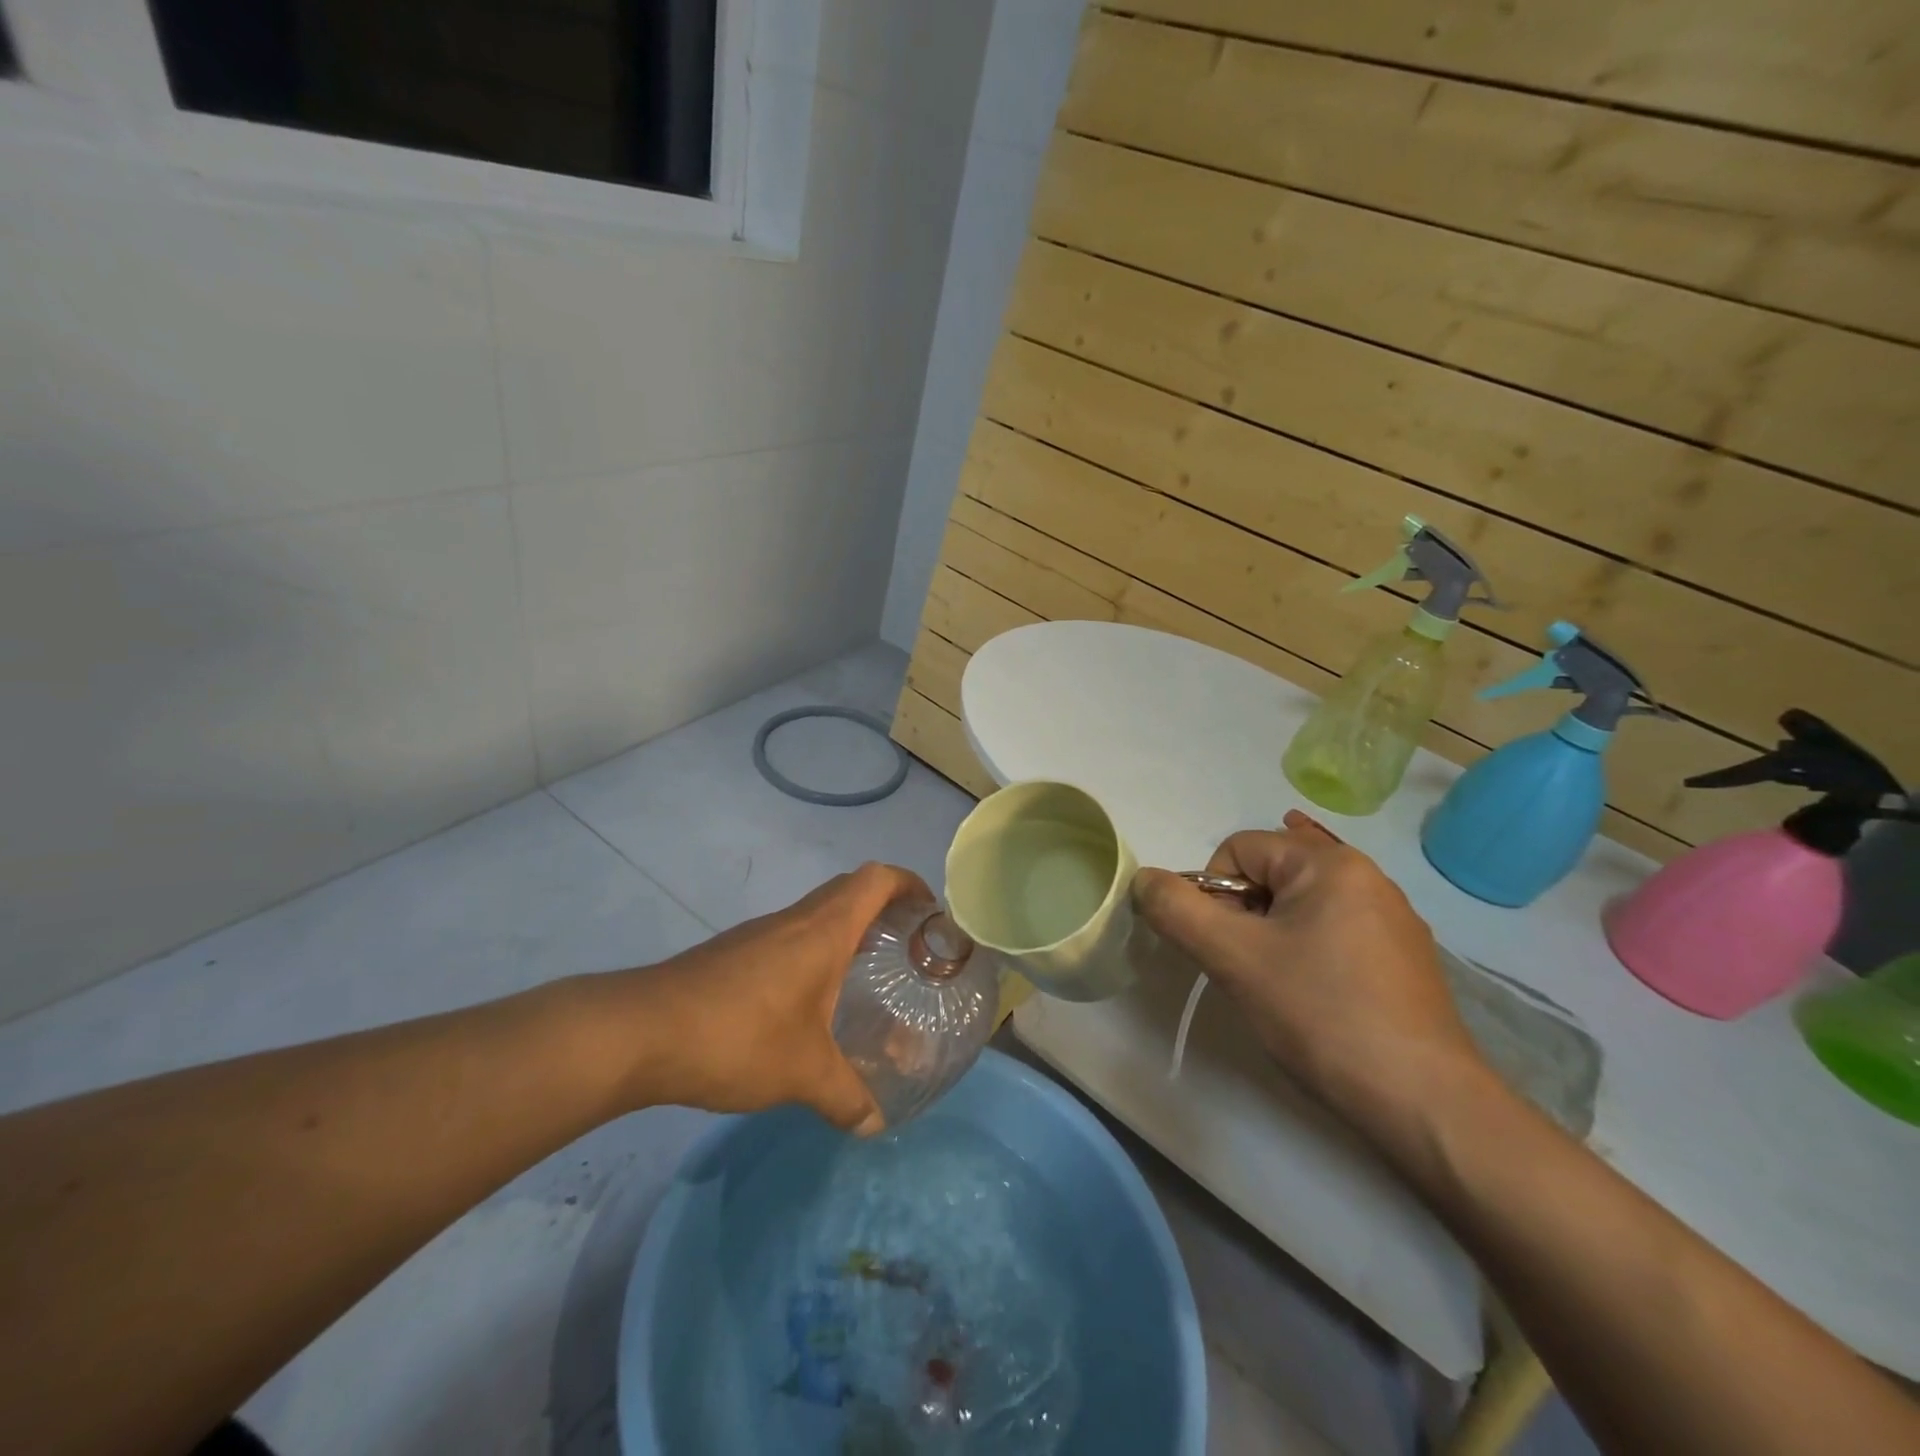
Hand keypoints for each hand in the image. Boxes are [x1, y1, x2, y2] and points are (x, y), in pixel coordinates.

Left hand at [620, 862, 928, 1135]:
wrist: (642, 1032)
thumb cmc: (739, 1036)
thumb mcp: (802, 1074)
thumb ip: (845, 1097)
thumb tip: (874, 1122)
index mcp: (824, 930)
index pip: (877, 879)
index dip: (909, 884)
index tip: (931, 913)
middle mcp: (795, 919)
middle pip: (850, 890)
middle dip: (884, 909)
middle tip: (906, 950)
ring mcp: (761, 933)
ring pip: (817, 914)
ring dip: (846, 931)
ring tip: (865, 978)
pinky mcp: (734, 953)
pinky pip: (789, 937)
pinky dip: (813, 952)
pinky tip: (809, 1003)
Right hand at [1133, 812, 1484, 1136]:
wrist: (1425, 1103)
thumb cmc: (1322, 1015)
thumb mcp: (1234, 958)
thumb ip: (1178, 910)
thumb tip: (1145, 879)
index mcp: (1329, 863)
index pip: (1238, 848)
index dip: (1213, 892)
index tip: (1222, 946)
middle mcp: (1367, 876)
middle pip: (1272, 870)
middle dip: (1244, 909)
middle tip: (1246, 963)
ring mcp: (1392, 918)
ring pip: (1303, 902)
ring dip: (1275, 928)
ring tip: (1277, 977)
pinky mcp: (1403, 958)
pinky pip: (1336, 928)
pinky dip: (1310, 942)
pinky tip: (1311, 976)